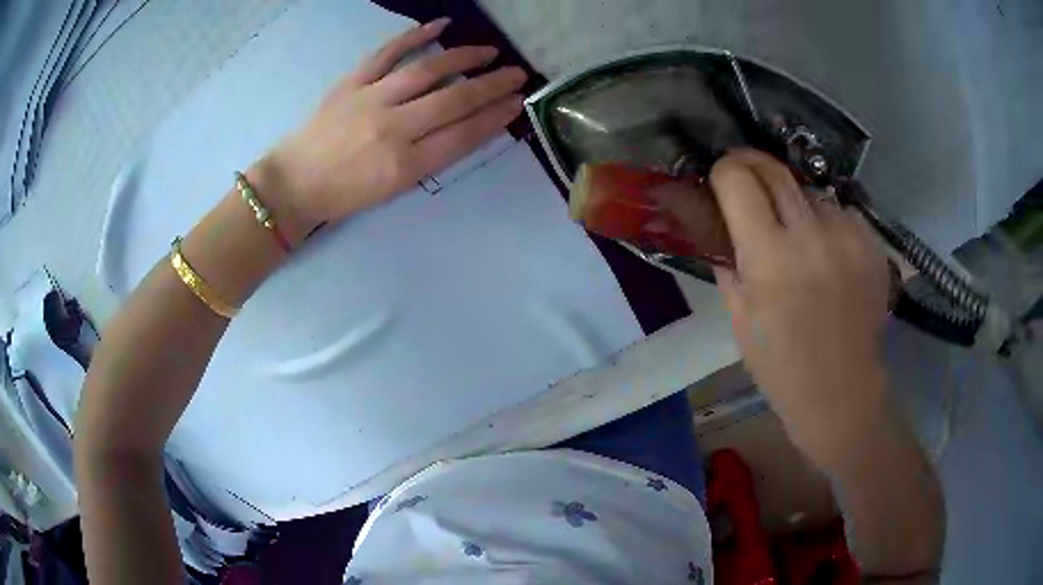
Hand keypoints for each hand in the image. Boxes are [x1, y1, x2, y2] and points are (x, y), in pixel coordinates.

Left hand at [251, 18, 526, 240]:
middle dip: (492, 86)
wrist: (296, 182)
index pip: (463, 135)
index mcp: (405, 165)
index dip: (495, 117)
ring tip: (489, 52)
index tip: (518, 103)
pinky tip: (440, 25)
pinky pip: (386, 53)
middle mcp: (392, 128)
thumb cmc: (347, 193)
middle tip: (518, 75)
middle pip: (453, 100)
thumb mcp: (395, 188)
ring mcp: (371, 99)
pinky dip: (414, 36)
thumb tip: (468, 125)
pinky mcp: (352, 82)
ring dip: (464, 58)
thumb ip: (433, 156)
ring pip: (427, 71)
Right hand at [679, 150, 892, 448]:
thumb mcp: (739, 318)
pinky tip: (830, 252)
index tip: (721, 179)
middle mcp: (810, 235)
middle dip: (753, 166)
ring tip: (799, 235)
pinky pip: (841, 211)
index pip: (738, 179)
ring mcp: (847, 236)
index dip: (724, 171)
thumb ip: (729, 262)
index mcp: (768, 257)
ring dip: (797, 204)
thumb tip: (722, 224)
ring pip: (810, 191)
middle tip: (747, 180)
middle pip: (775, 170)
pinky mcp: (872, 243)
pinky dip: (829, 223)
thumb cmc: (781, 365)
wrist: (841, 390)